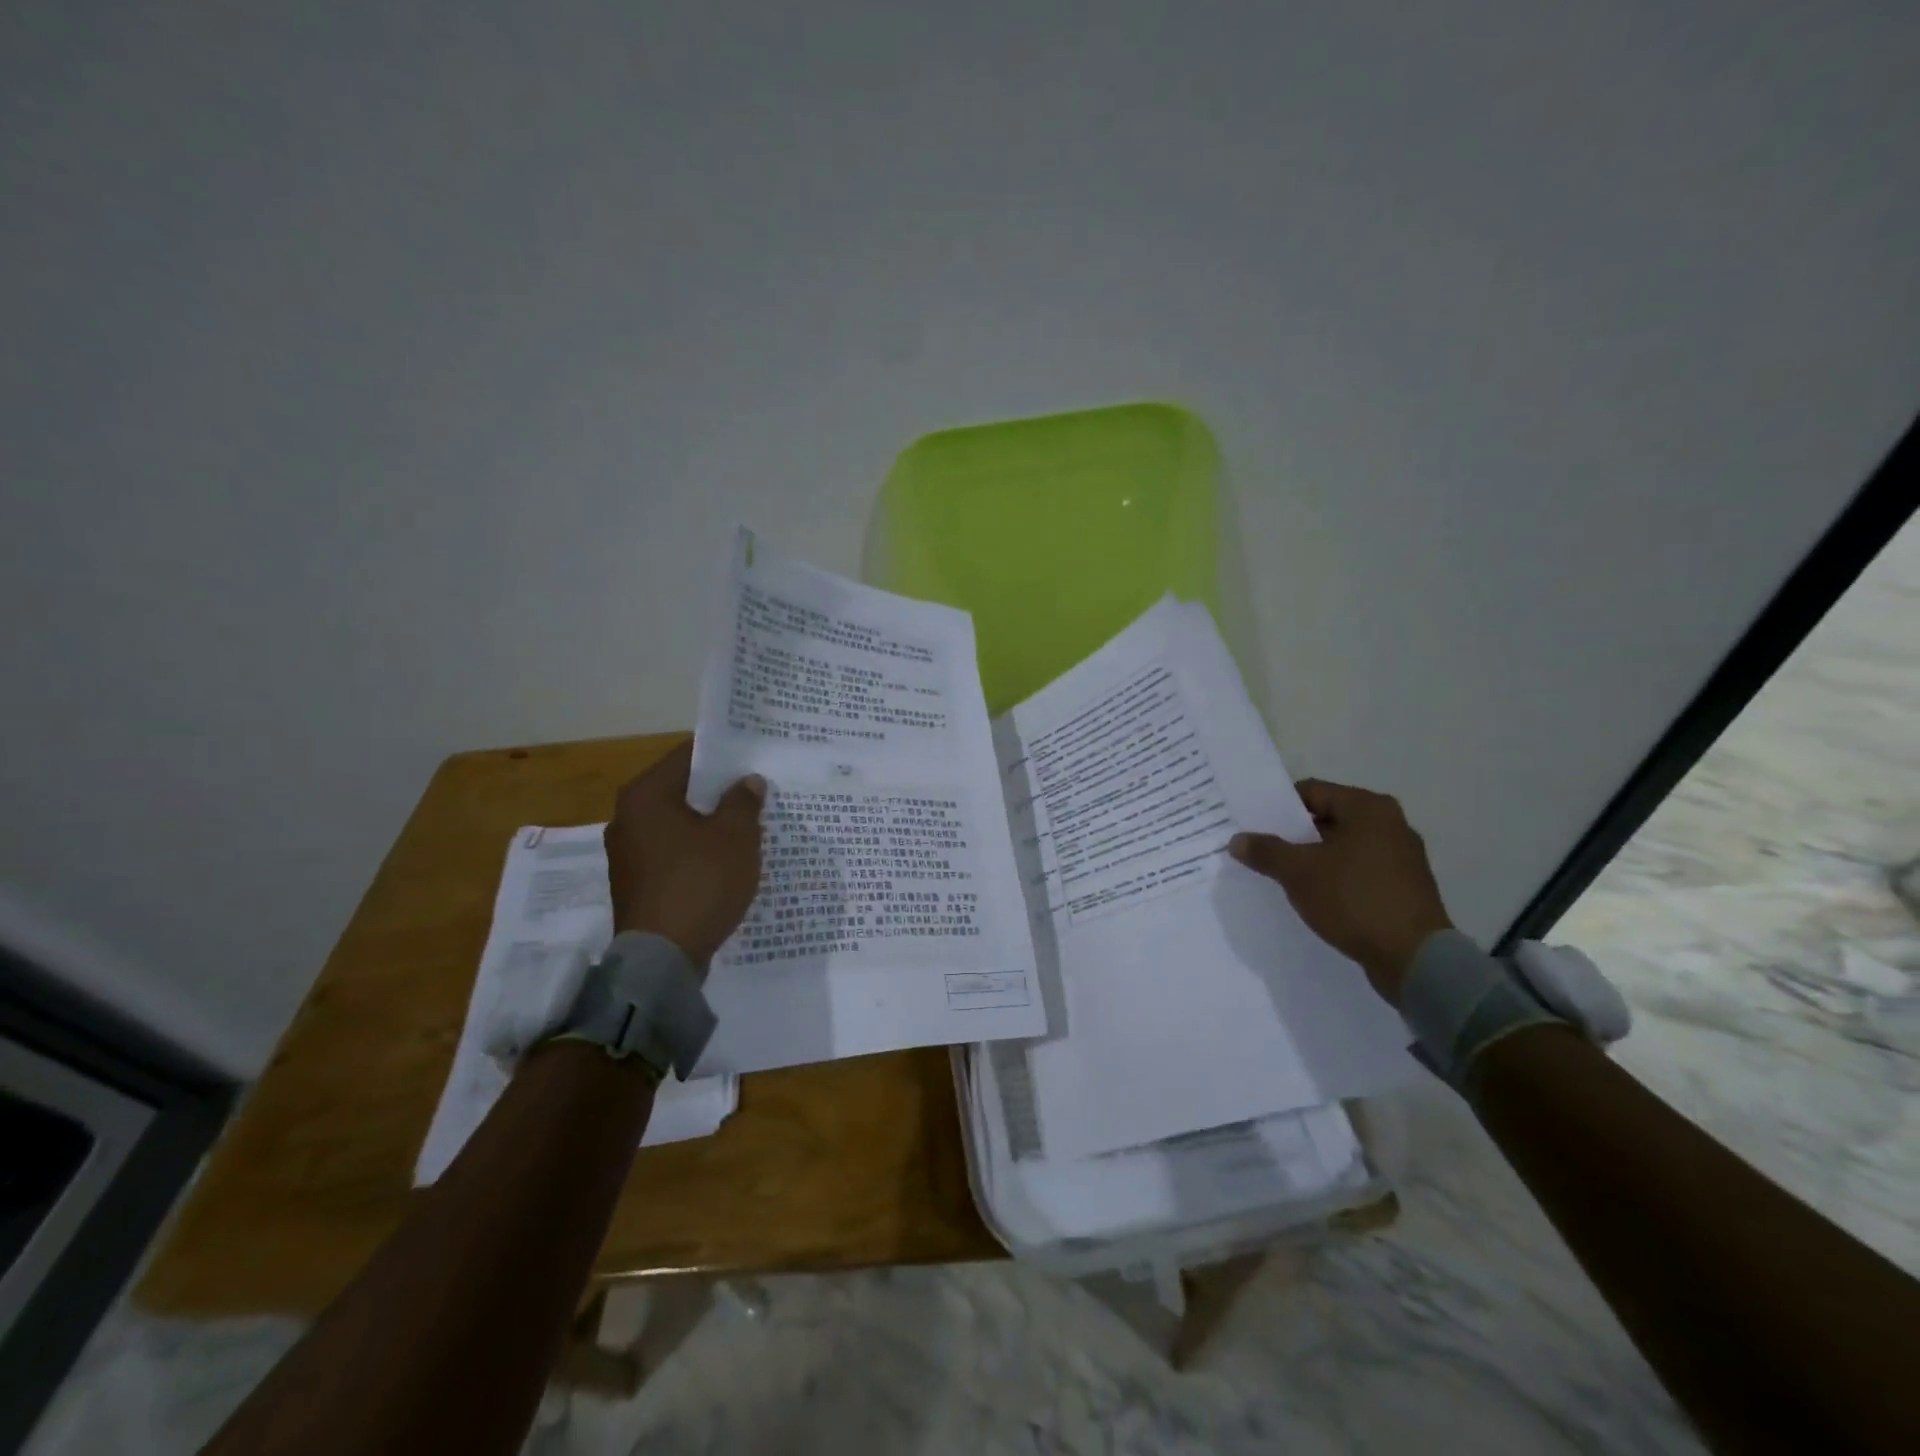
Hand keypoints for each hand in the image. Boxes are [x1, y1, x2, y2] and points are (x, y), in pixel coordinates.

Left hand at [604, 740, 765, 965]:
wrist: (663, 958)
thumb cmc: (700, 882)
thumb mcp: (735, 836)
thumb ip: (743, 801)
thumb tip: (747, 781)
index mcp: (645, 795)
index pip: (687, 756)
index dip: (723, 755)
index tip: (752, 757)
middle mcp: (627, 817)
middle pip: (680, 790)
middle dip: (718, 792)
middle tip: (756, 792)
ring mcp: (626, 853)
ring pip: (676, 823)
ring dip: (708, 823)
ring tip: (746, 826)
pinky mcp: (635, 883)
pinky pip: (671, 852)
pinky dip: (695, 851)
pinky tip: (724, 861)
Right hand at [1229, 779, 1452, 1004]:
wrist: (1415, 959)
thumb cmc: (1354, 899)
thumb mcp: (1298, 872)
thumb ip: (1265, 851)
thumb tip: (1237, 840)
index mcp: (1368, 808)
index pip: (1311, 792)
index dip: (1277, 807)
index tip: (1253, 825)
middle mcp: (1390, 824)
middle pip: (1327, 818)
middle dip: (1293, 835)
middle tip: (1261, 850)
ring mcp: (1401, 857)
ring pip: (1342, 847)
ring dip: (1312, 859)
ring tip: (1282, 876)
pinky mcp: (1403, 887)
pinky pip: (1358, 872)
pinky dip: (1334, 878)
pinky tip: (1313, 897)